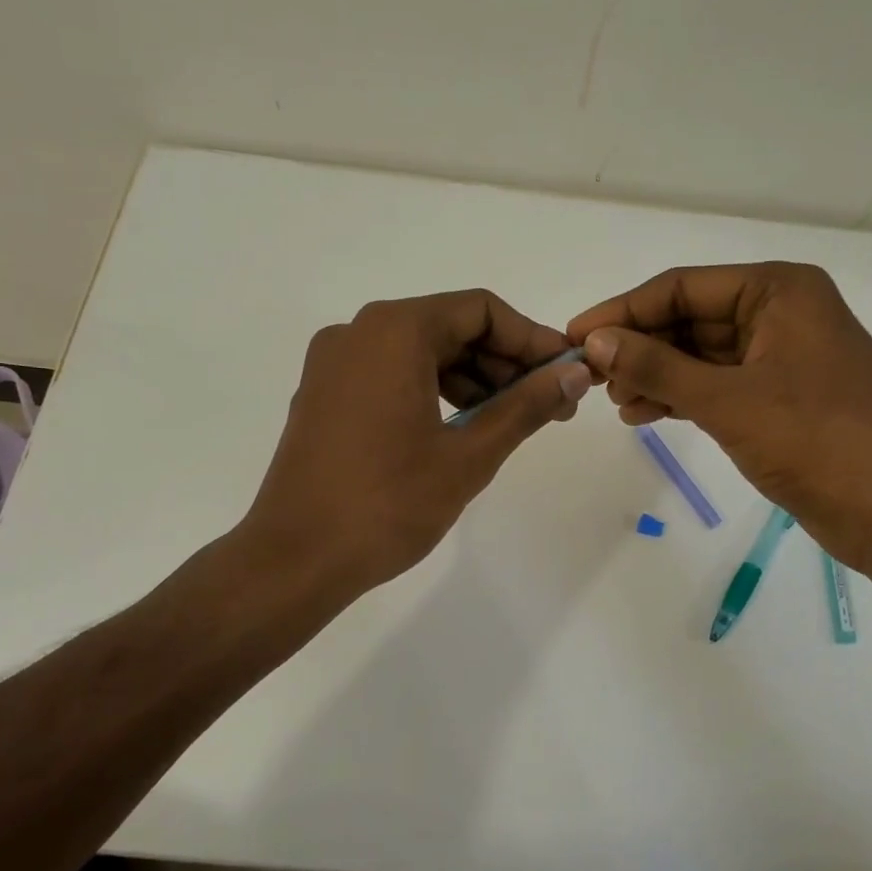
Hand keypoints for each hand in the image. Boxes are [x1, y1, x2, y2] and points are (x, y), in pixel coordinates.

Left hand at [242, 289, 592, 593]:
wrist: (295, 559)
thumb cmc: (388, 504)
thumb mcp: (469, 455)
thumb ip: (526, 406)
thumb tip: (575, 374)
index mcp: (394, 331)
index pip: (481, 311)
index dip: (531, 340)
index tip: (566, 374)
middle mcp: (358, 332)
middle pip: (449, 327)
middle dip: (504, 364)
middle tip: (548, 406)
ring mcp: (333, 364)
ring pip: (420, 353)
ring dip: (471, 380)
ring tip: (509, 424)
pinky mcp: (323, 396)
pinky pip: (390, 375)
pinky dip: (432, 392)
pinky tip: (460, 430)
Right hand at [567, 262, 871, 574]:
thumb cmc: (816, 440)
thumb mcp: (726, 399)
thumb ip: (656, 367)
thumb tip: (594, 341)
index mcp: (779, 290)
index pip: (682, 287)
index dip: (623, 311)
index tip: (574, 336)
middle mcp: (782, 313)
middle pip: (691, 319)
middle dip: (640, 347)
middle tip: (591, 377)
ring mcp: (783, 358)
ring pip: (701, 356)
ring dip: (655, 376)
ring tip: (614, 403)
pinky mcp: (782, 399)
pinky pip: (718, 385)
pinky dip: (681, 398)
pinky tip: (643, 416)